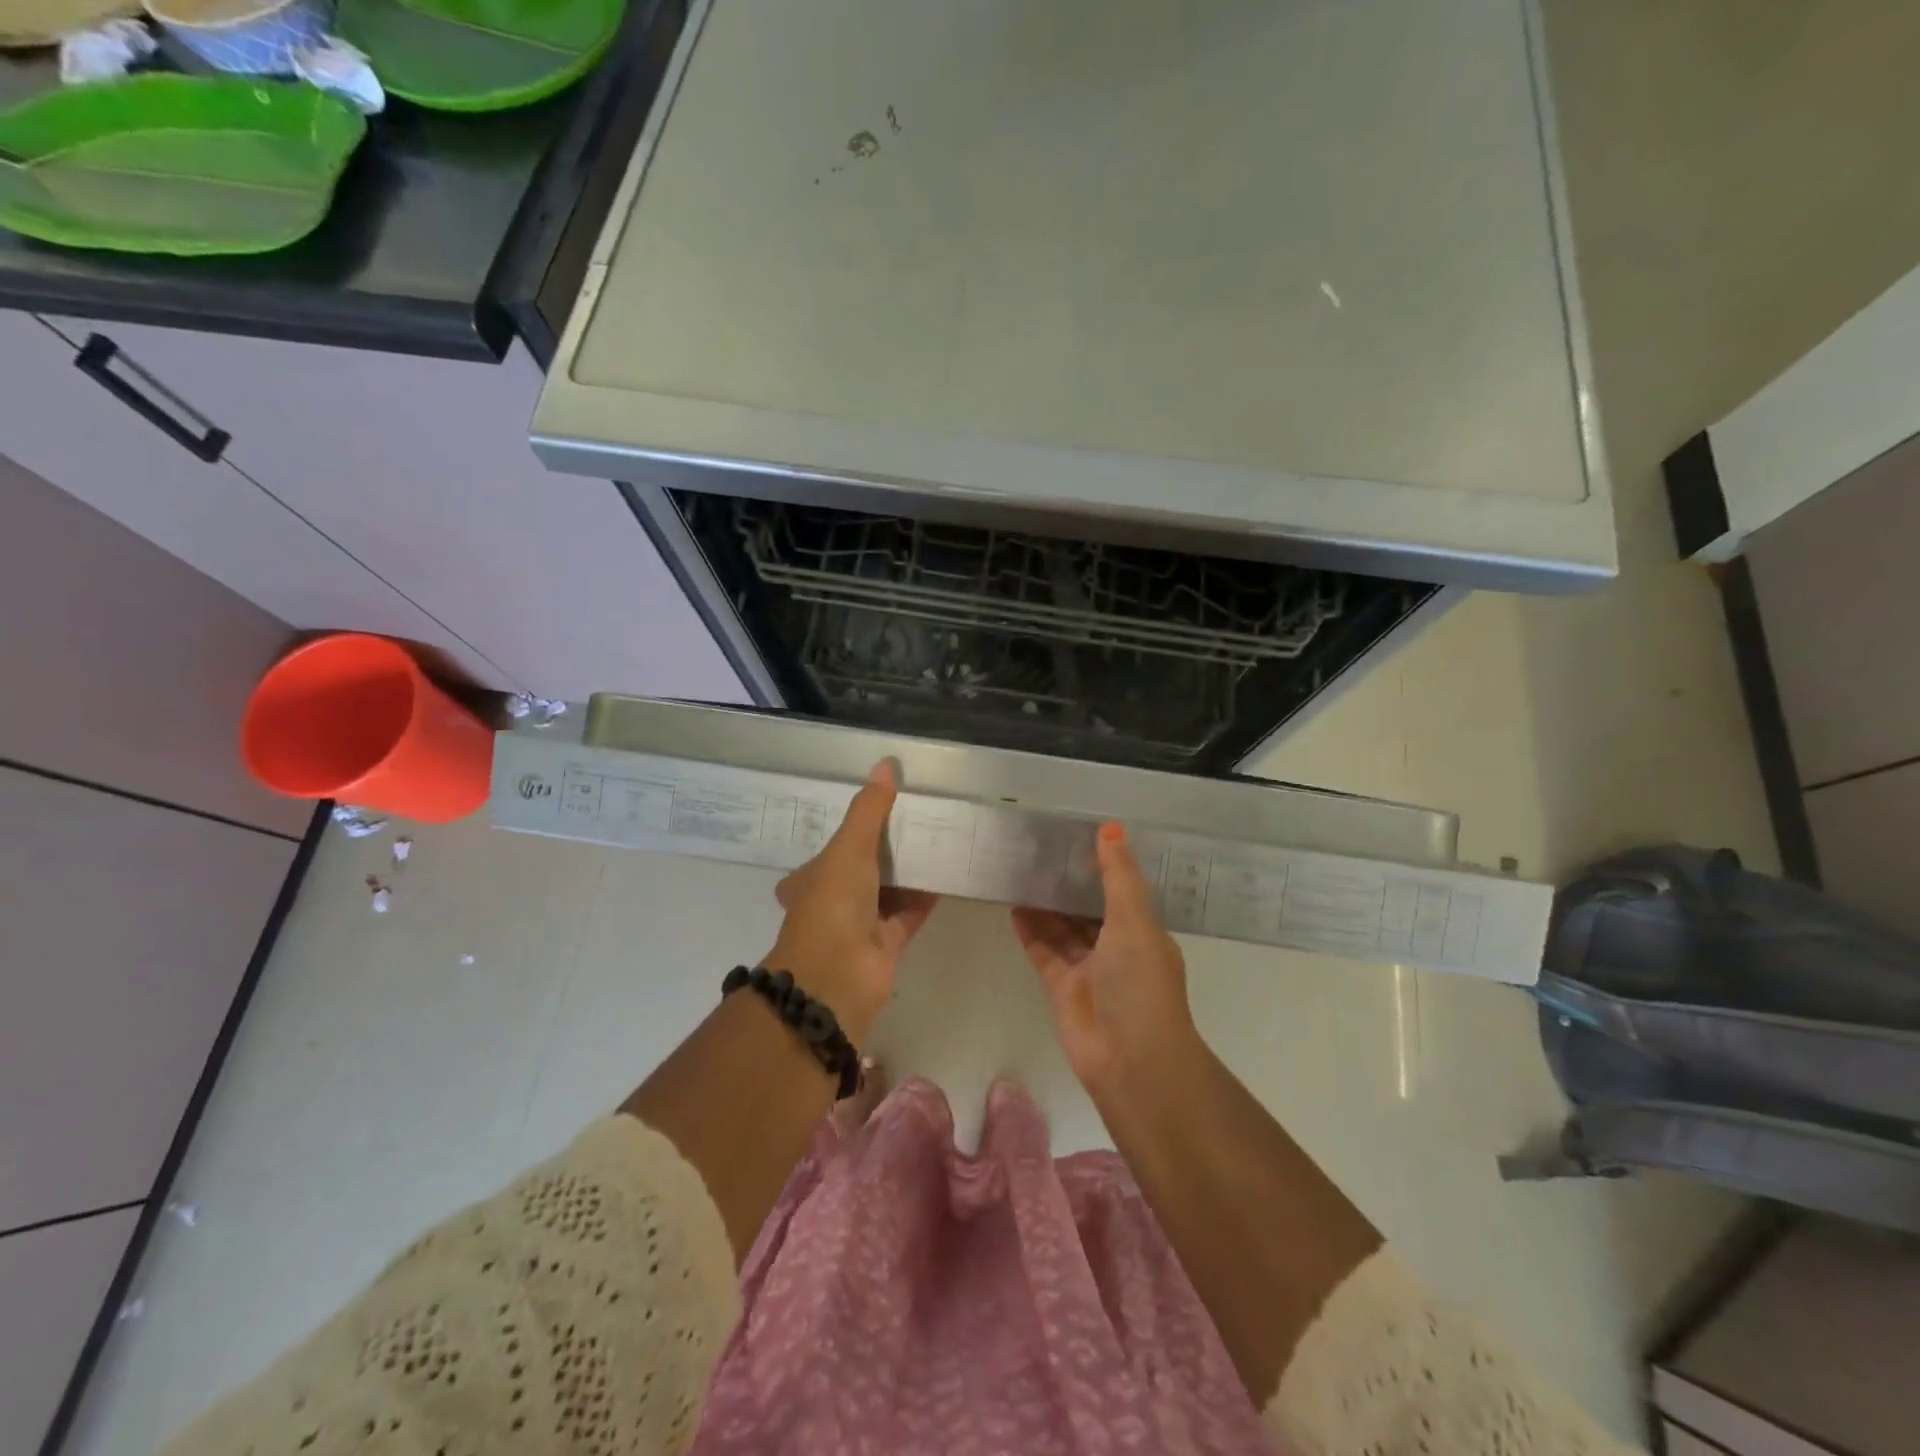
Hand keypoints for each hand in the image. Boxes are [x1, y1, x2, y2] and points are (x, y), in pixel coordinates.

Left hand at [766, 761, 936, 1041]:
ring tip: (939, 835)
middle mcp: (834, 899)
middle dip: (888, 847)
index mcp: (811, 878)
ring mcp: (862, 923)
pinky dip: (928, 894)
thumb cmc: (833, 905)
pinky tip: (949, 871)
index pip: (831, 847)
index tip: (880, 806)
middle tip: (919, 816)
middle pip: (864, 866)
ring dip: (910, 868)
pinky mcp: (889, 941)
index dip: (852, 828)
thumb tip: (885, 764)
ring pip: (890, 888)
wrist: (838, 977)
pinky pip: (911, 911)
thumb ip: (869, 809)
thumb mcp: (848, 848)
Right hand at [1013, 822, 1199, 1093]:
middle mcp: (1117, 949)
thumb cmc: (1140, 983)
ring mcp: (1088, 970)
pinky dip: (1031, 932)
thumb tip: (1110, 826)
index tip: (1078, 837)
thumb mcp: (1134, 919)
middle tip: (1041, 851)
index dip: (1102, 867)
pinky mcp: (1062, 988)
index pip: (1122, 891)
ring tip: (1022, 873)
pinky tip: (1014, 907)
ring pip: (1064, 930)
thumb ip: (1118, 874)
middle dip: (1069, 885)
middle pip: (1089, 909)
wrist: (1130, 1058)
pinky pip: (1044, 952)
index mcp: (1143, 932)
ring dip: (1046, 906)